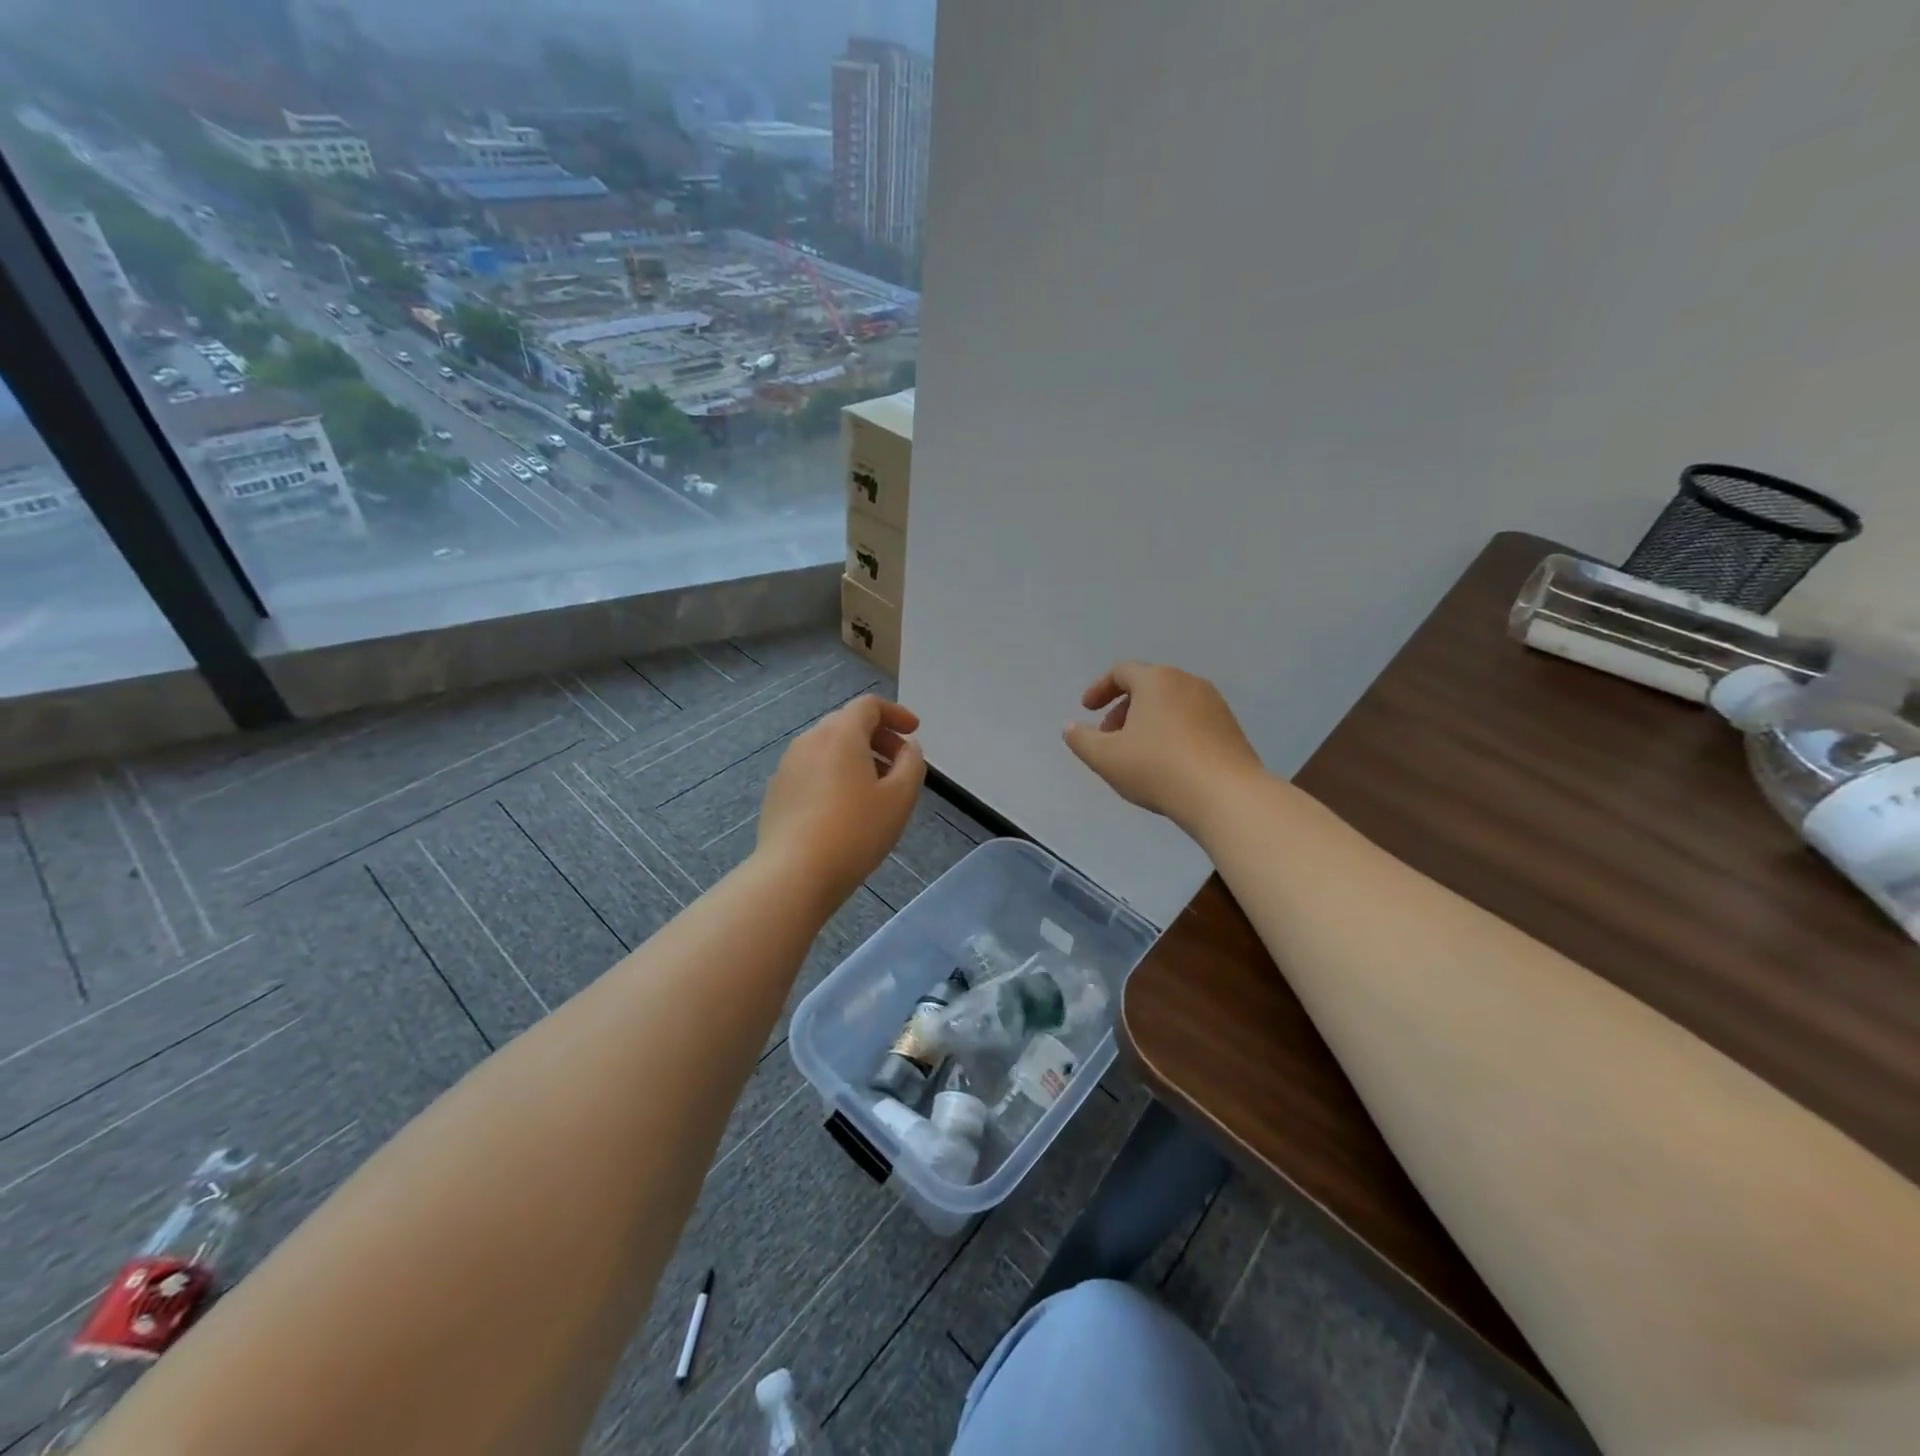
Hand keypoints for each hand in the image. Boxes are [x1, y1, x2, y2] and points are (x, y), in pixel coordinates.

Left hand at [757, 695, 926, 908]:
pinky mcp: (777, 791)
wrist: (794, 874)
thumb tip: (908, 748)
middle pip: (847, 723)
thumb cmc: (856, 831)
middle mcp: (810, 740)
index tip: (913, 732)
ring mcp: (788, 766)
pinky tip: (845, 808)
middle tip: (900, 764)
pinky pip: (812, 770)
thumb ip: (912, 763)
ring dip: (856, 757)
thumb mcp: (900, 798)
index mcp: (840, 733)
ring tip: (876, 790)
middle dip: (878, 737)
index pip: (869, 705)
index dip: (896, 713)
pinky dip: (834, 775)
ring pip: (828, 748)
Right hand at [1063, 662, 1262, 831]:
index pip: (1122, 671)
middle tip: (1109, 736)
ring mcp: (1214, 704)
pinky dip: (1172, 732)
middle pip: (1148, 686)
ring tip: (1137, 753)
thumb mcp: (1106, 758)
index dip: (1099, 689)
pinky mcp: (1231, 728)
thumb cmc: (1158, 769)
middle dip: (1123, 708)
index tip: (1087, 710)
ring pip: (1171, 704)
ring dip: (1148, 721)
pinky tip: (1168, 764)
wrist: (1226, 796)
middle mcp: (1187, 683)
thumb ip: (1081, 740)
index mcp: (1156, 681)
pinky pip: (1192, 721)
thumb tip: (1070, 727)